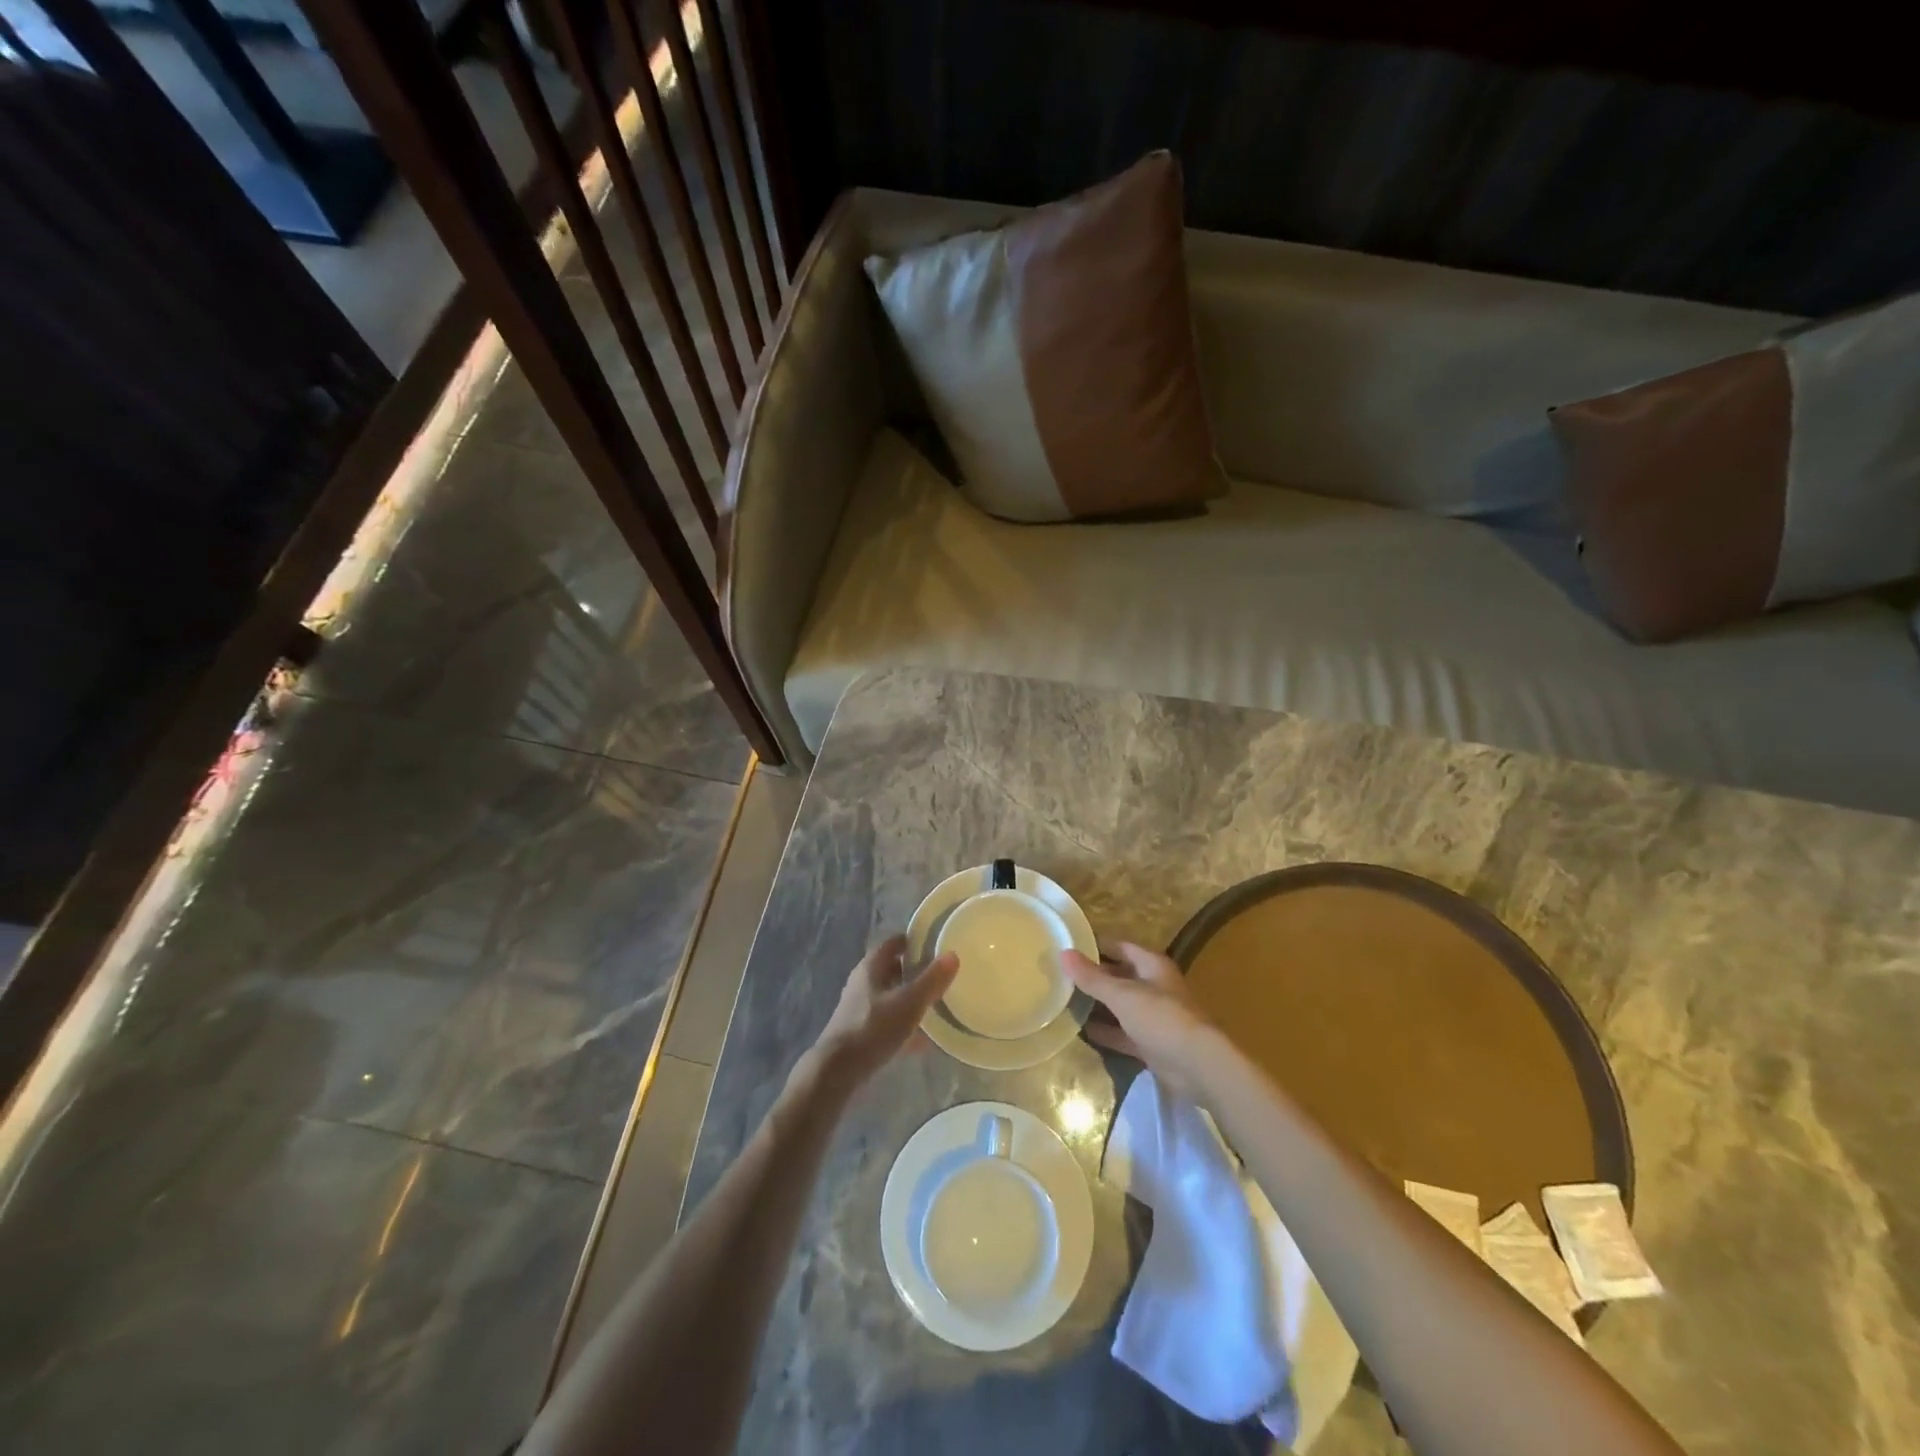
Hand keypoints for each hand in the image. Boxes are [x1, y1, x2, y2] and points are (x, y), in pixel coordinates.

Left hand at [810, 935, 959, 1087]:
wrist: (838, 1070)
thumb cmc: (873, 1027)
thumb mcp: (908, 1002)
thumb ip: (931, 980)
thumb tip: (953, 955)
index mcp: (871, 967)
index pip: (893, 943)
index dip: (913, 941)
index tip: (935, 944)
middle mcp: (863, 982)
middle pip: (892, 969)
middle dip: (915, 971)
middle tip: (941, 975)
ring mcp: (860, 1008)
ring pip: (890, 996)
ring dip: (910, 998)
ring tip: (937, 1005)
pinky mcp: (860, 1032)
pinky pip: (888, 1021)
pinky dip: (904, 1024)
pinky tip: (924, 1040)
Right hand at [1063, 942, 1218, 1100]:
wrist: (1198, 1066)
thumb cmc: (1161, 1018)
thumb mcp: (1123, 995)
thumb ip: (1093, 977)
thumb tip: (1064, 953)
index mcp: (1152, 966)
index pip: (1120, 947)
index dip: (1097, 945)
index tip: (1069, 946)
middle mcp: (1154, 987)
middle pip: (1120, 976)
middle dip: (1094, 976)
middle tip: (1061, 975)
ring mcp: (1154, 1017)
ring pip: (1121, 1006)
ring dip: (1098, 1005)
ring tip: (1065, 1000)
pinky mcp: (1151, 1044)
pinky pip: (1123, 1033)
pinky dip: (1106, 1032)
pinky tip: (1082, 1031)